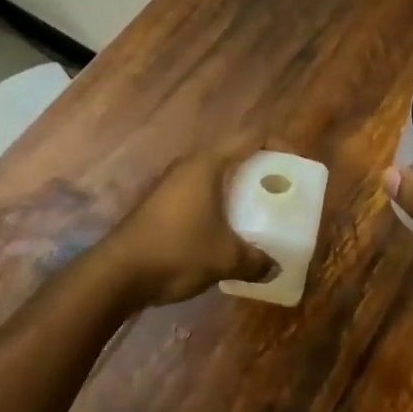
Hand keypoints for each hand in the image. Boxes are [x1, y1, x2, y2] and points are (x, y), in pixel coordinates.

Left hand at [102, 136, 280, 308]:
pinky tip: (229, 231)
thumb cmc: (175, 252)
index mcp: (207, 165)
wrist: (117, 274)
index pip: (251, 137)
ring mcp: (172, 184)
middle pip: (234, 154)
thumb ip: (256, 260)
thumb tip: (276, 267)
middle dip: (261, 169)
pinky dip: (221, 203)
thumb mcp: (224, 258)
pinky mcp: (162, 204)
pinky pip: (201, 193)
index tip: (296, 165)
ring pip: (216, 176)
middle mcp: (189, 166)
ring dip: (239, 189)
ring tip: (260, 213)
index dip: (278, 145)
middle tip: (281, 191)